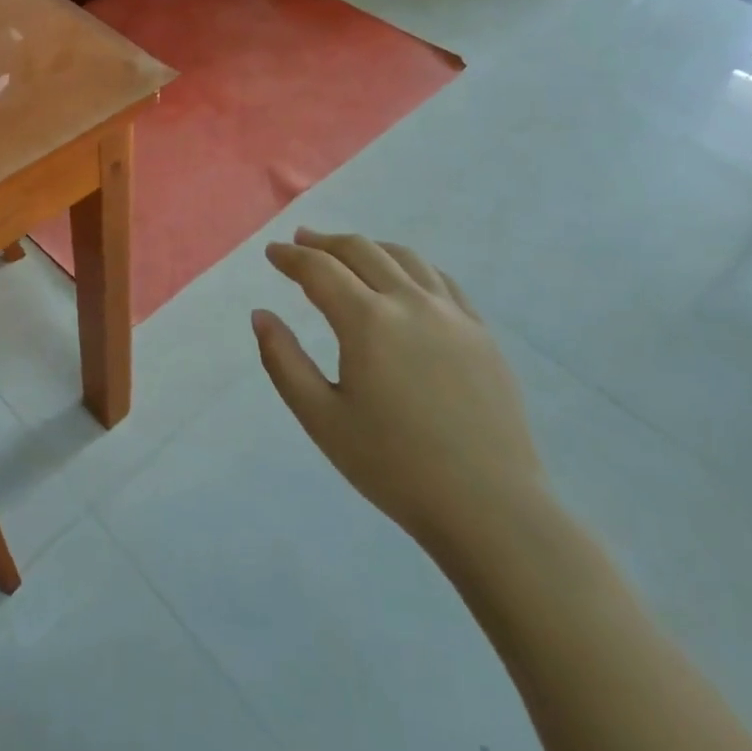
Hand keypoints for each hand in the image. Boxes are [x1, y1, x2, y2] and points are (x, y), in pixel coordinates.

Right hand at [254, 231, 543, 553]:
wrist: (490, 508)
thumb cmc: (393, 466)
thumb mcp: (321, 418)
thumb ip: (283, 361)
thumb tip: (261, 315)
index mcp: (368, 322)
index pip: (319, 269)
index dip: (291, 257)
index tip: (272, 253)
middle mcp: (410, 303)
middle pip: (361, 251)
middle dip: (324, 242)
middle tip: (300, 242)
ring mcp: (453, 315)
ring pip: (404, 257)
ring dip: (367, 247)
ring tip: (346, 252)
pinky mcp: (481, 333)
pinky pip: (440, 280)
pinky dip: (410, 266)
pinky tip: (402, 278)